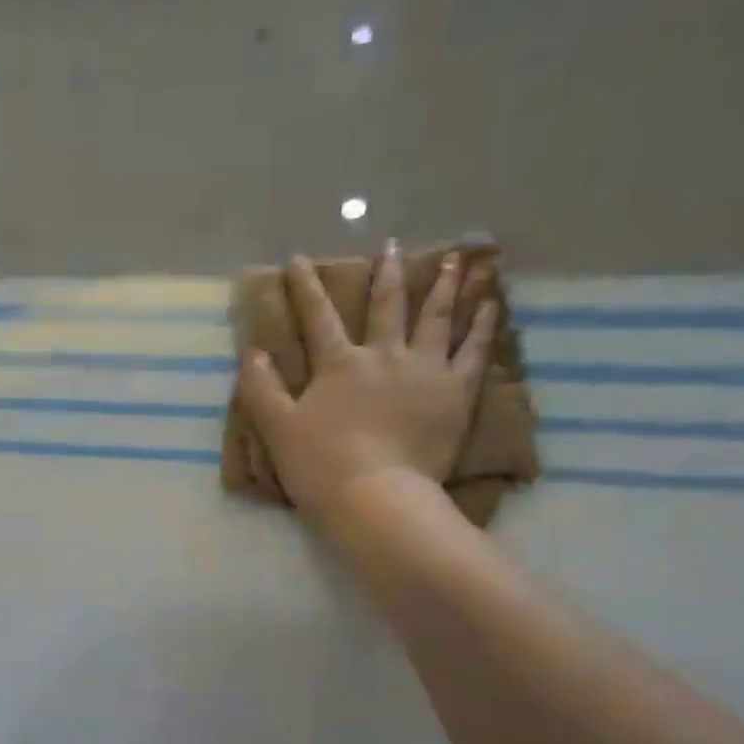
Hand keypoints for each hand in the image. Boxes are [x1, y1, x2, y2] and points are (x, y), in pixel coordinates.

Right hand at [236, 246, 499, 523]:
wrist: (376, 497)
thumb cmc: (321, 467)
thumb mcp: (278, 430)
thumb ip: (262, 390)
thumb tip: (251, 352)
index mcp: (339, 365)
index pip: (319, 319)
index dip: (306, 288)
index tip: (298, 260)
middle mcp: (384, 355)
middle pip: (386, 306)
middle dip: (386, 273)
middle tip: (392, 245)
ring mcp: (425, 370)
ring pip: (436, 317)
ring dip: (445, 284)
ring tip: (457, 258)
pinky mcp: (457, 392)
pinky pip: (475, 350)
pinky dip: (484, 324)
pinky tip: (491, 303)